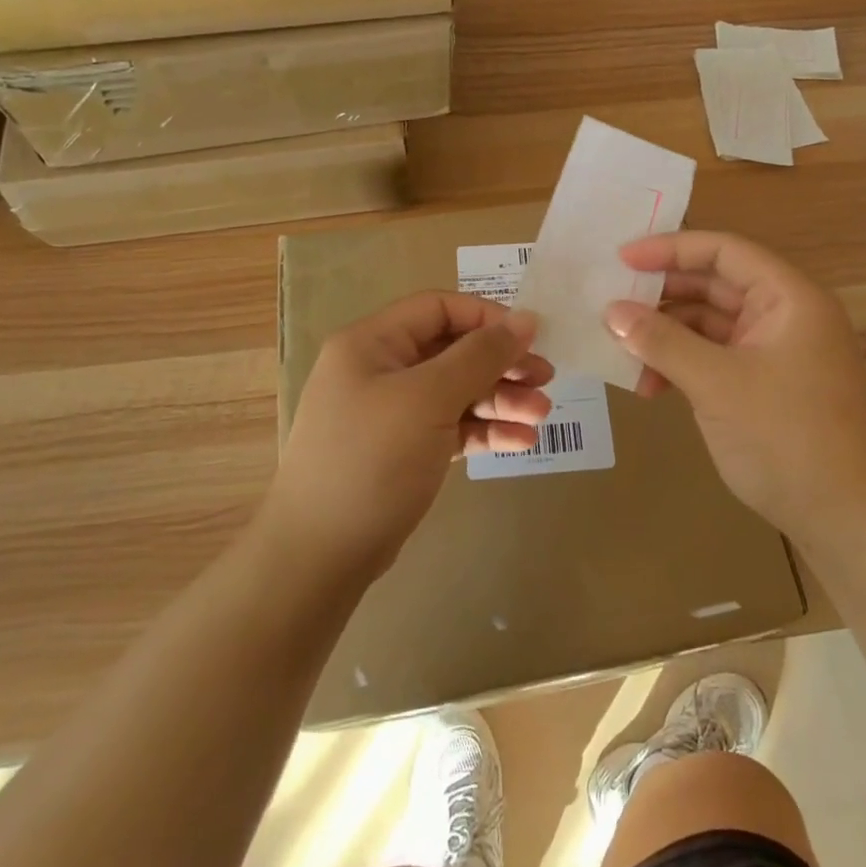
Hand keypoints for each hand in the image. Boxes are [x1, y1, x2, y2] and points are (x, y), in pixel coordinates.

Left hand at [269, 291, 554, 577]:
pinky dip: (483, 431)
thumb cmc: (372, 460)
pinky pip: (449, 427)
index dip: (487, 317)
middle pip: (451, 350)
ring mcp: (390, 413)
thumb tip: (526, 318)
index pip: (438, 308)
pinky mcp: (402, 451)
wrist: (318, 557)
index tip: (531, 339)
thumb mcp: (429, 399)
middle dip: (501, 364)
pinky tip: (520, 442)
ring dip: (499, 399)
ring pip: (455, 391)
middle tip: (546, 379)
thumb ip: (480, 355)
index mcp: (372, 343)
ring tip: (541, 415)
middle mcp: (379, 370)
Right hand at [604, 231, 865, 539]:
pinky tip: (649, 385)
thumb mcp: (716, 384)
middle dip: (662, 296)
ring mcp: (774, 351)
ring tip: (622, 353)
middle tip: (612, 304)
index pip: (724, 252)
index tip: (622, 259)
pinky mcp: (763, 384)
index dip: (671, 249)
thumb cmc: (786, 437)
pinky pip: (714, 358)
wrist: (844, 521)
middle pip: (713, 285)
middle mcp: (783, 315)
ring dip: (666, 337)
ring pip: (708, 325)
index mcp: (788, 298)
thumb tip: (611, 312)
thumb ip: (662, 341)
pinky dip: (682, 365)